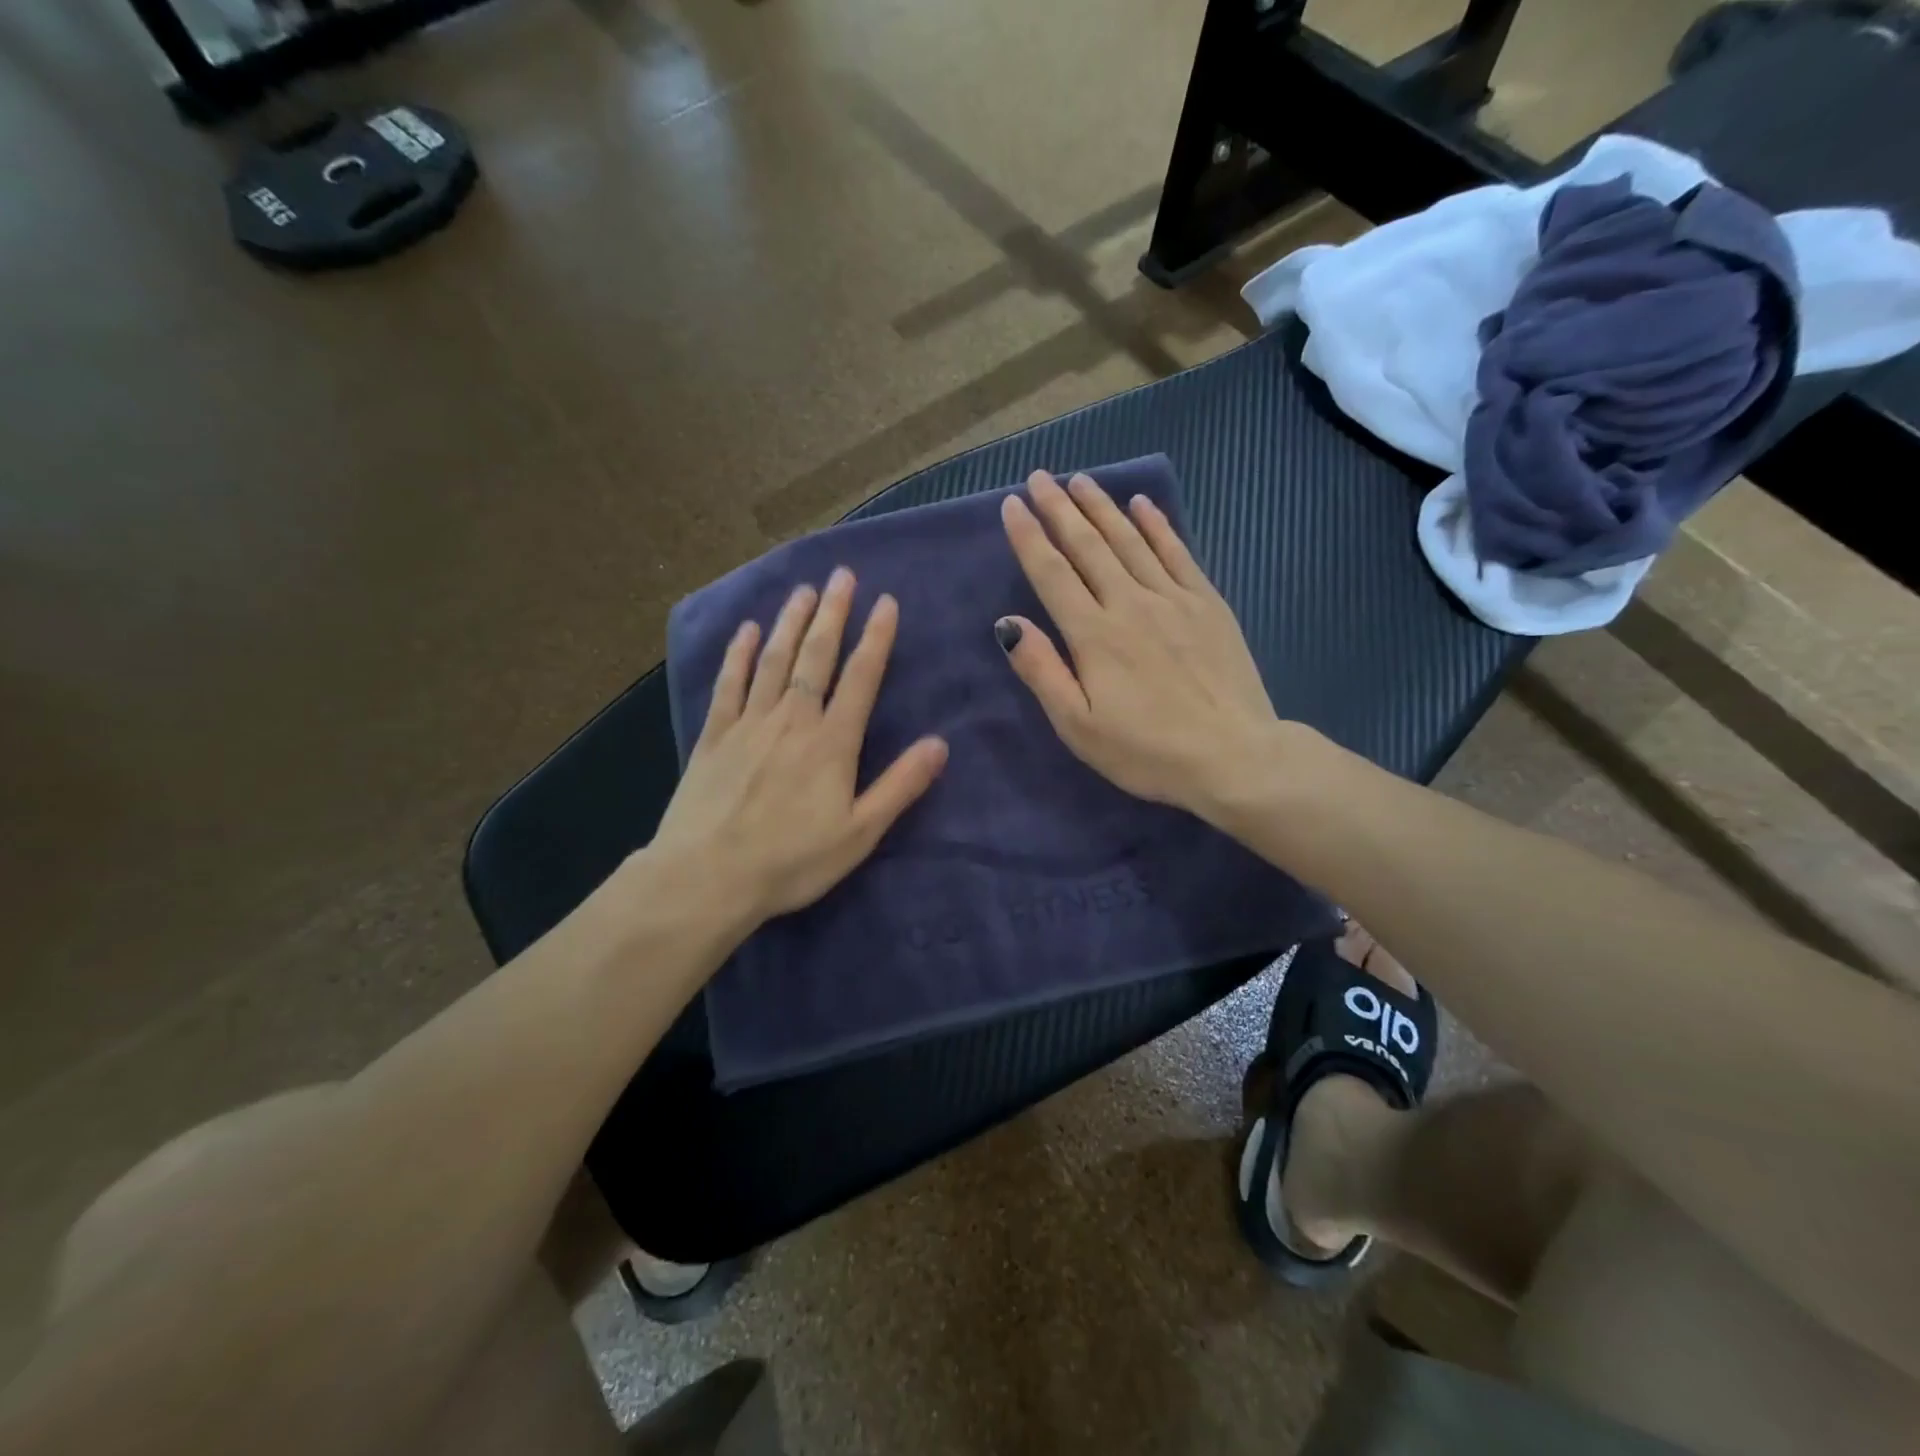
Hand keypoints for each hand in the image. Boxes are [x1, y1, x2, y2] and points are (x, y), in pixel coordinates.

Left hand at [651, 569, 948, 927]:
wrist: (707, 877)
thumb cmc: (792, 861)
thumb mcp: (859, 833)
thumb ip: (900, 786)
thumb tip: (940, 744)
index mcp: (832, 742)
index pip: (861, 677)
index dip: (876, 637)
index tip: (886, 601)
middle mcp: (792, 719)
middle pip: (816, 656)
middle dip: (832, 613)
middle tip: (843, 575)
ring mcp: (749, 723)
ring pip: (773, 660)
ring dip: (790, 622)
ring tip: (804, 590)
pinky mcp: (714, 735)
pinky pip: (729, 683)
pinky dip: (738, 653)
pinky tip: (746, 630)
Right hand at [996, 471, 1287, 825]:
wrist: (1232, 756)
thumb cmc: (1146, 750)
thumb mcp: (1078, 726)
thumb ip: (1042, 671)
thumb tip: (1007, 623)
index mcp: (1093, 634)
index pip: (1051, 573)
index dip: (1029, 536)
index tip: (1011, 504)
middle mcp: (1129, 603)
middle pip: (1088, 545)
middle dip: (1059, 508)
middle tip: (1040, 477)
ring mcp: (1173, 598)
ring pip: (1129, 540)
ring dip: (1101, 507)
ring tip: (1080, 480)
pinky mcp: (1207, 604)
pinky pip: (1177, 552)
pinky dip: (1157, 525)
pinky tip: (1143, 504)